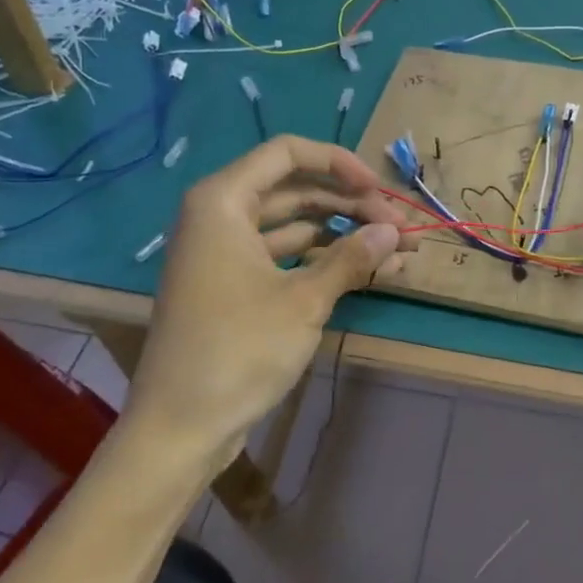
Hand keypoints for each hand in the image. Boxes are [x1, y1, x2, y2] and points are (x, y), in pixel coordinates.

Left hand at [129, 136, 417, 449]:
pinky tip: (371, 273)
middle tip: (402, 229)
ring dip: (346, 236)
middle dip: (352, 206)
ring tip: (400, 251)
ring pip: (295, 227)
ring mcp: (226, 254)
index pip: (287, 153)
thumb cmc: (238, 350)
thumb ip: (352, 257)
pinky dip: (325, 262)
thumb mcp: (304, 301)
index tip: (379, 189)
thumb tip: (394, 233)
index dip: (339, 163)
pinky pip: (286, 258)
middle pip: (296, 191)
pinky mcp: (234, 287)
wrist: (179, 429)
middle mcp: (220, 217)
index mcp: (223, 201)